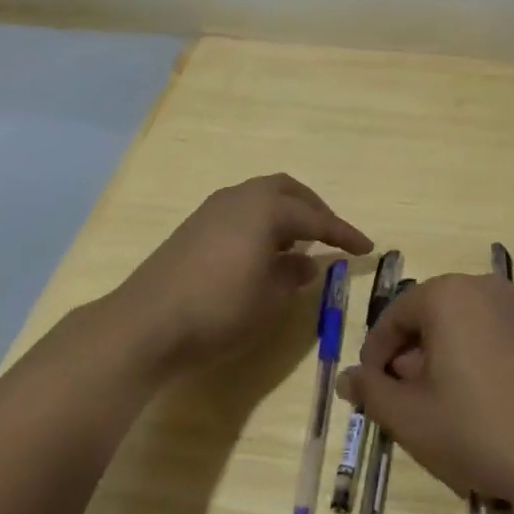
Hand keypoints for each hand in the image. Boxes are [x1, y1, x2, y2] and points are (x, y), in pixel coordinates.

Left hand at [113, 174, 371, 373]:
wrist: (146, 322)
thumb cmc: (218, 310)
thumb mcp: (268, 299)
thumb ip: (292, 275)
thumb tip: (306, 262)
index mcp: (265, 209)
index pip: (315, 217)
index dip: (343, 233)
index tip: (367, 247)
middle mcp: (240, 197)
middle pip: (286, 191)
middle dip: (313, 209)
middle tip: (330, 234)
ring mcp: (213, 209)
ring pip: (260, 197)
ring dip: (285, 213)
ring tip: (298, 242)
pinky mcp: (194, 226)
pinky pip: (241, 210)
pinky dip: (261, 221)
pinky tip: (263, 250)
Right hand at [334, 271, 513, 511]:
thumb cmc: (479, 431)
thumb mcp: (411, 418)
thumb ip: (372, 392)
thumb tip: (347, 378)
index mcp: (448, 295)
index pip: (396, 315)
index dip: (377, 351)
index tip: (373, 385)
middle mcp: (488, 286)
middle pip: (436, 314)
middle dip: (416, 350)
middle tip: (410, 395)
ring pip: (475, 320)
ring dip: (456, 348)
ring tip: (454, 395)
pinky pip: (513, 330)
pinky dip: (498, 350)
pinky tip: (501, 387)